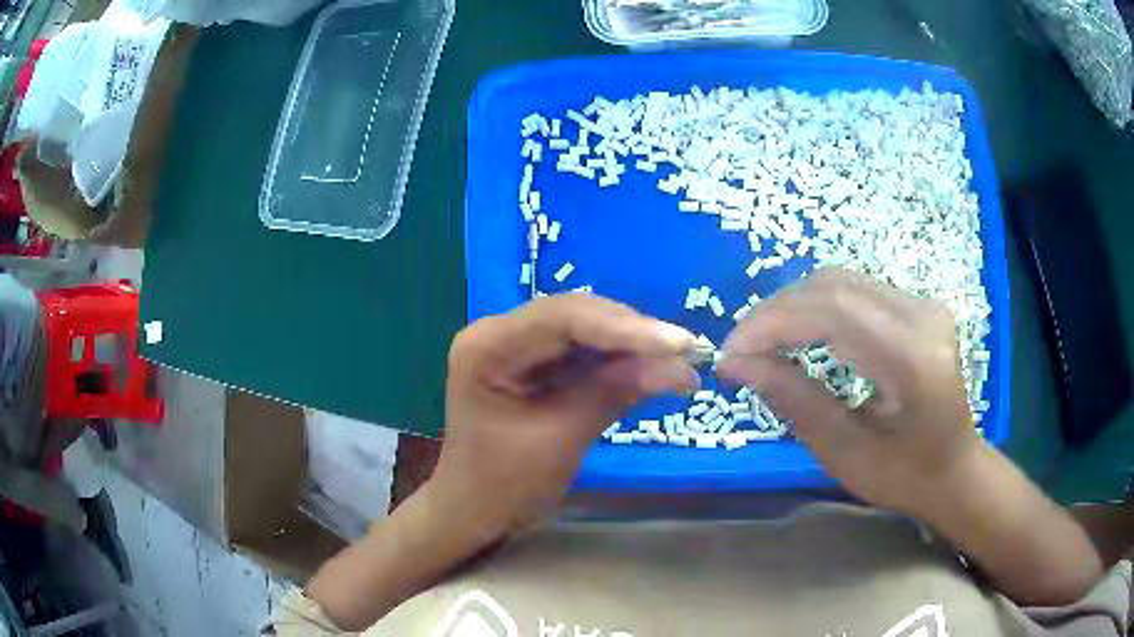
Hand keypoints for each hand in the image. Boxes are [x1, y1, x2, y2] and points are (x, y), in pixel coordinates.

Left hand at [433, 293, 698, 536]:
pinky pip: (580, 348)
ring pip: (583, 327)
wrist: (473, 511)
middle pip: (575, 315)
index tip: (680, 343)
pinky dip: (617, 358)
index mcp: (486, 346)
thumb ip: (615, 392)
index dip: (626, 327)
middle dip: (632, 332)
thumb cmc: (504, 486)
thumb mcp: (561, 438)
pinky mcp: (530, 360)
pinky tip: (650, 365)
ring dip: (630, 343)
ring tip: (678, 358)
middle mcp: (496, 331)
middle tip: (686, 351)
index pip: (564, 318)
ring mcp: (513, 343)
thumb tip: (681, 366)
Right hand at [717, 268, 981, 515]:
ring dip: (793, 307)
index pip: (832, 311)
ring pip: (841, 281)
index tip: (730, 353)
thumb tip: (737, 364)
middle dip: (776, 312)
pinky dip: (816, 307)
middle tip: (740, 350)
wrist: (955, 469)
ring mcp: (922, 304)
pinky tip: (797, 333)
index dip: (772, 323)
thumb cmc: (905, 477)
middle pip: (834, 286)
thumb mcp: (846, 454)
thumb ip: (795, 402)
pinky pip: (855, 290)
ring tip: (761, 342)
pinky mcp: (917, 305)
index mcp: (913, 358)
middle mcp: (922, 315)